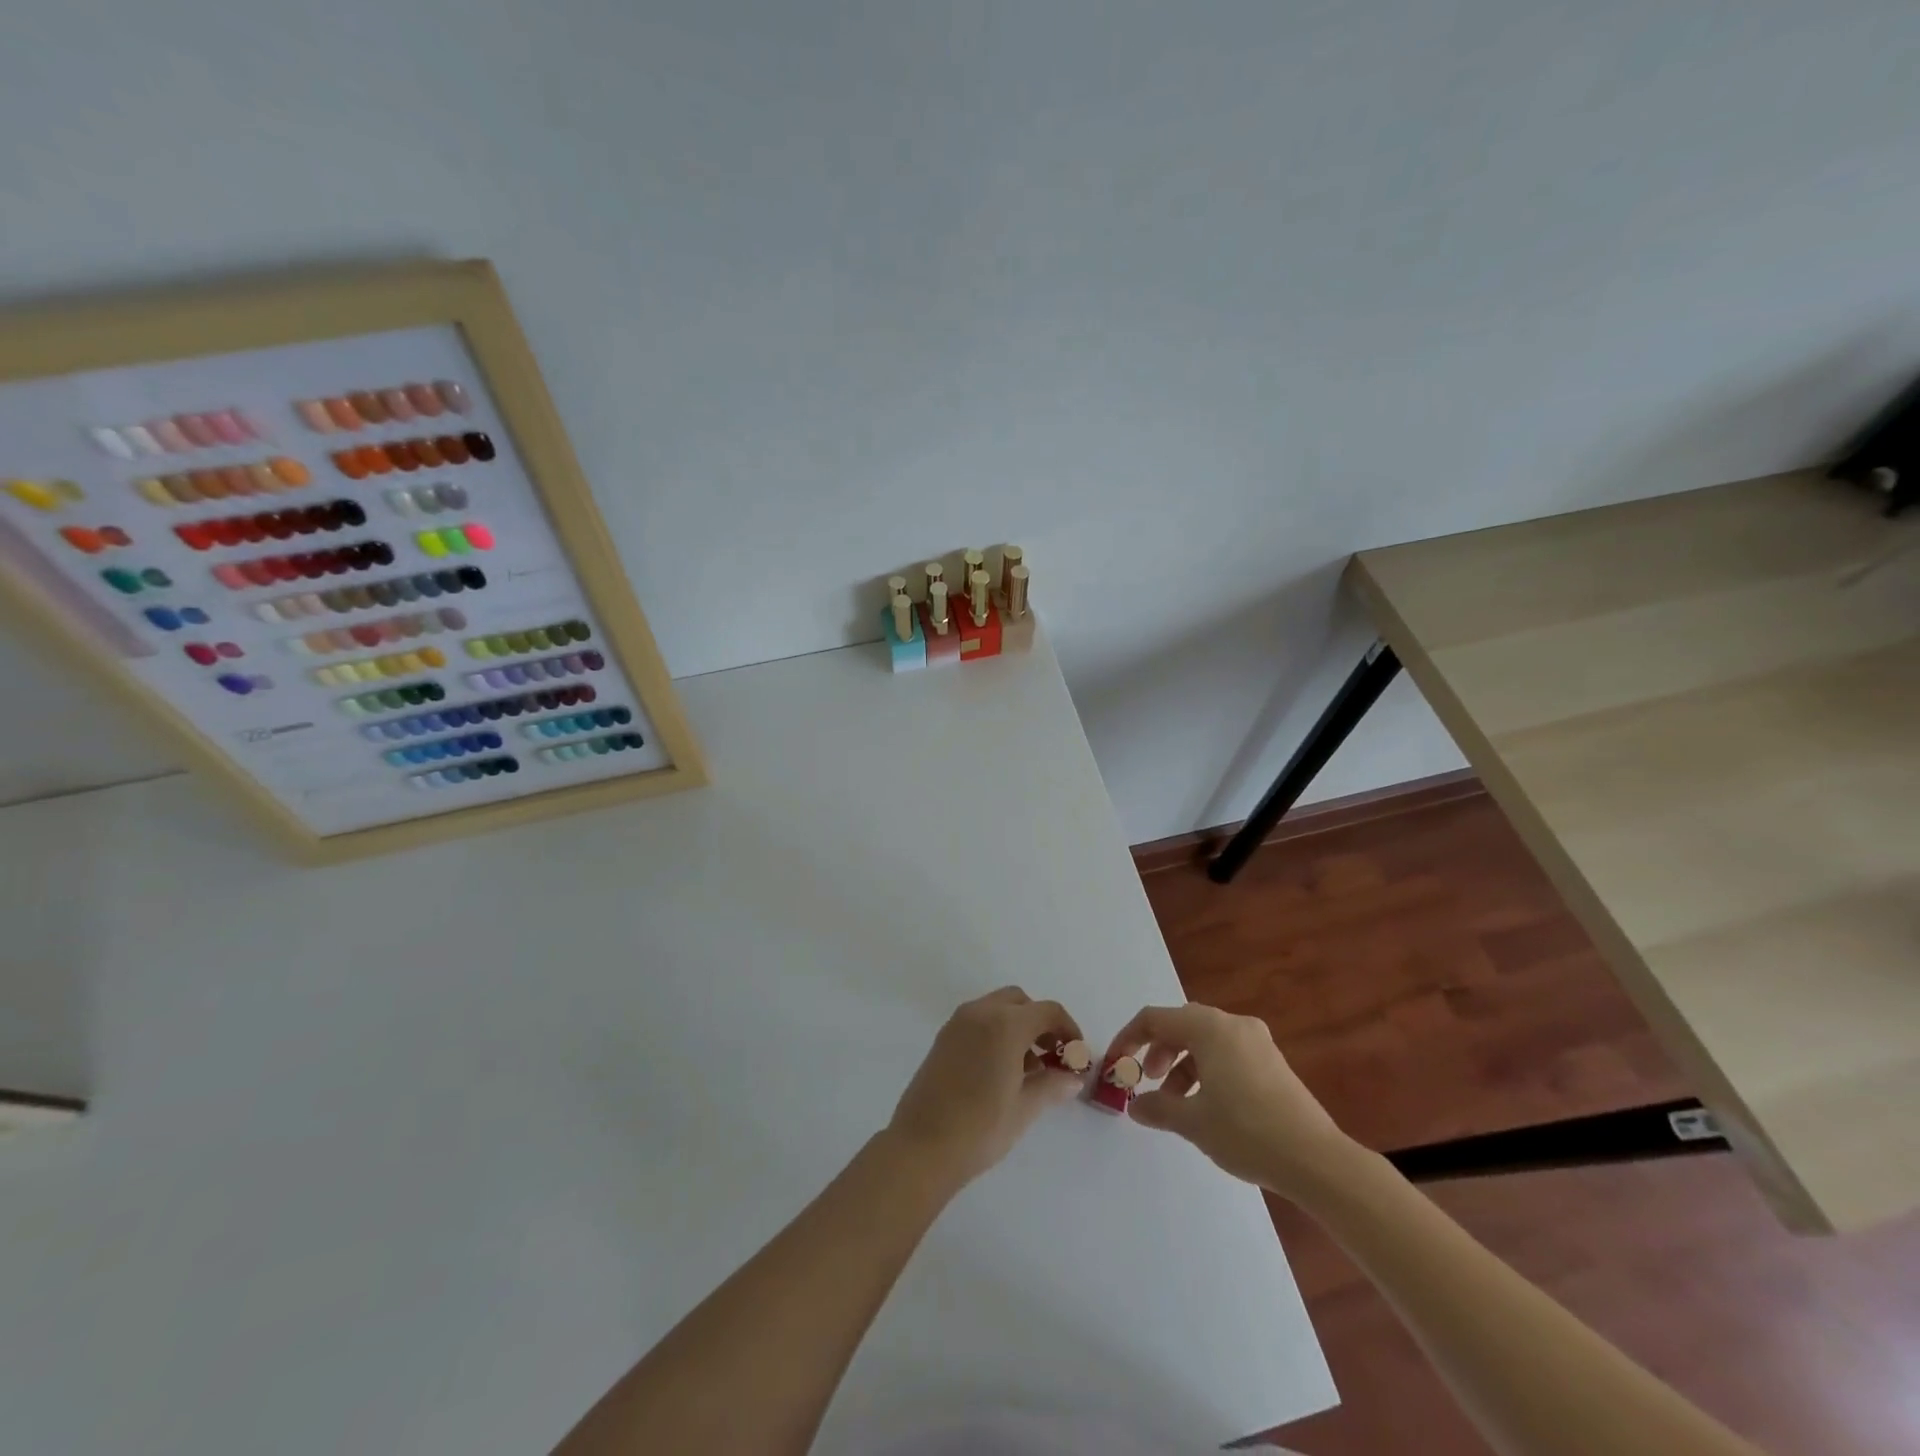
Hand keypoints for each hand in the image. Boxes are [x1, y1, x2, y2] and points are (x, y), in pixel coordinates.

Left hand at [886, 987, 1086, 1186]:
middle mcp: (980, 1012)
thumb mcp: (1024, 1108)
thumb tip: (1073, 1077)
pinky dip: (996, 1032)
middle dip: (1041, 1022)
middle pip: (1020, 1002)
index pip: (1048, 1011)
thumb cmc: (979, 1128)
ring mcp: (958, 1023)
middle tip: (1052, 1056)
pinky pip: (978, 1021)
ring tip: (1028, 1069)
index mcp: (1005, 1024)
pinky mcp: (943, 1037)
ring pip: (997, 1008)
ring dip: (1018, 1026)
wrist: (921, 1147)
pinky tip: (1001, 1070)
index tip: (1076, 1056)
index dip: (1068, 1029)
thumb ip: (1052, 1085)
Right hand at [1105, 1003, 1361, 1200]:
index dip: (1129, 1038)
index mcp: (1209, 1028)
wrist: (1317, 1160)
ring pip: (1205, 1041)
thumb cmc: (1247, 1132)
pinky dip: (1207, 1070)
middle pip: (1181, 1025)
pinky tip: (1209, 1105)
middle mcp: (1232, 1024)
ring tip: (1177, 1102)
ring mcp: (1257, 1042)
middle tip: (1149, 1081)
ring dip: (1182, 1064)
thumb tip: (1136, 1105)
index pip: (1155, 1019)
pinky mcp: (1273, 1062)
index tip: (1117, 1064)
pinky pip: (1227, 1053)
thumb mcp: (1193, 1122)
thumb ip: (1157, 1107)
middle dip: (1158, 1051)